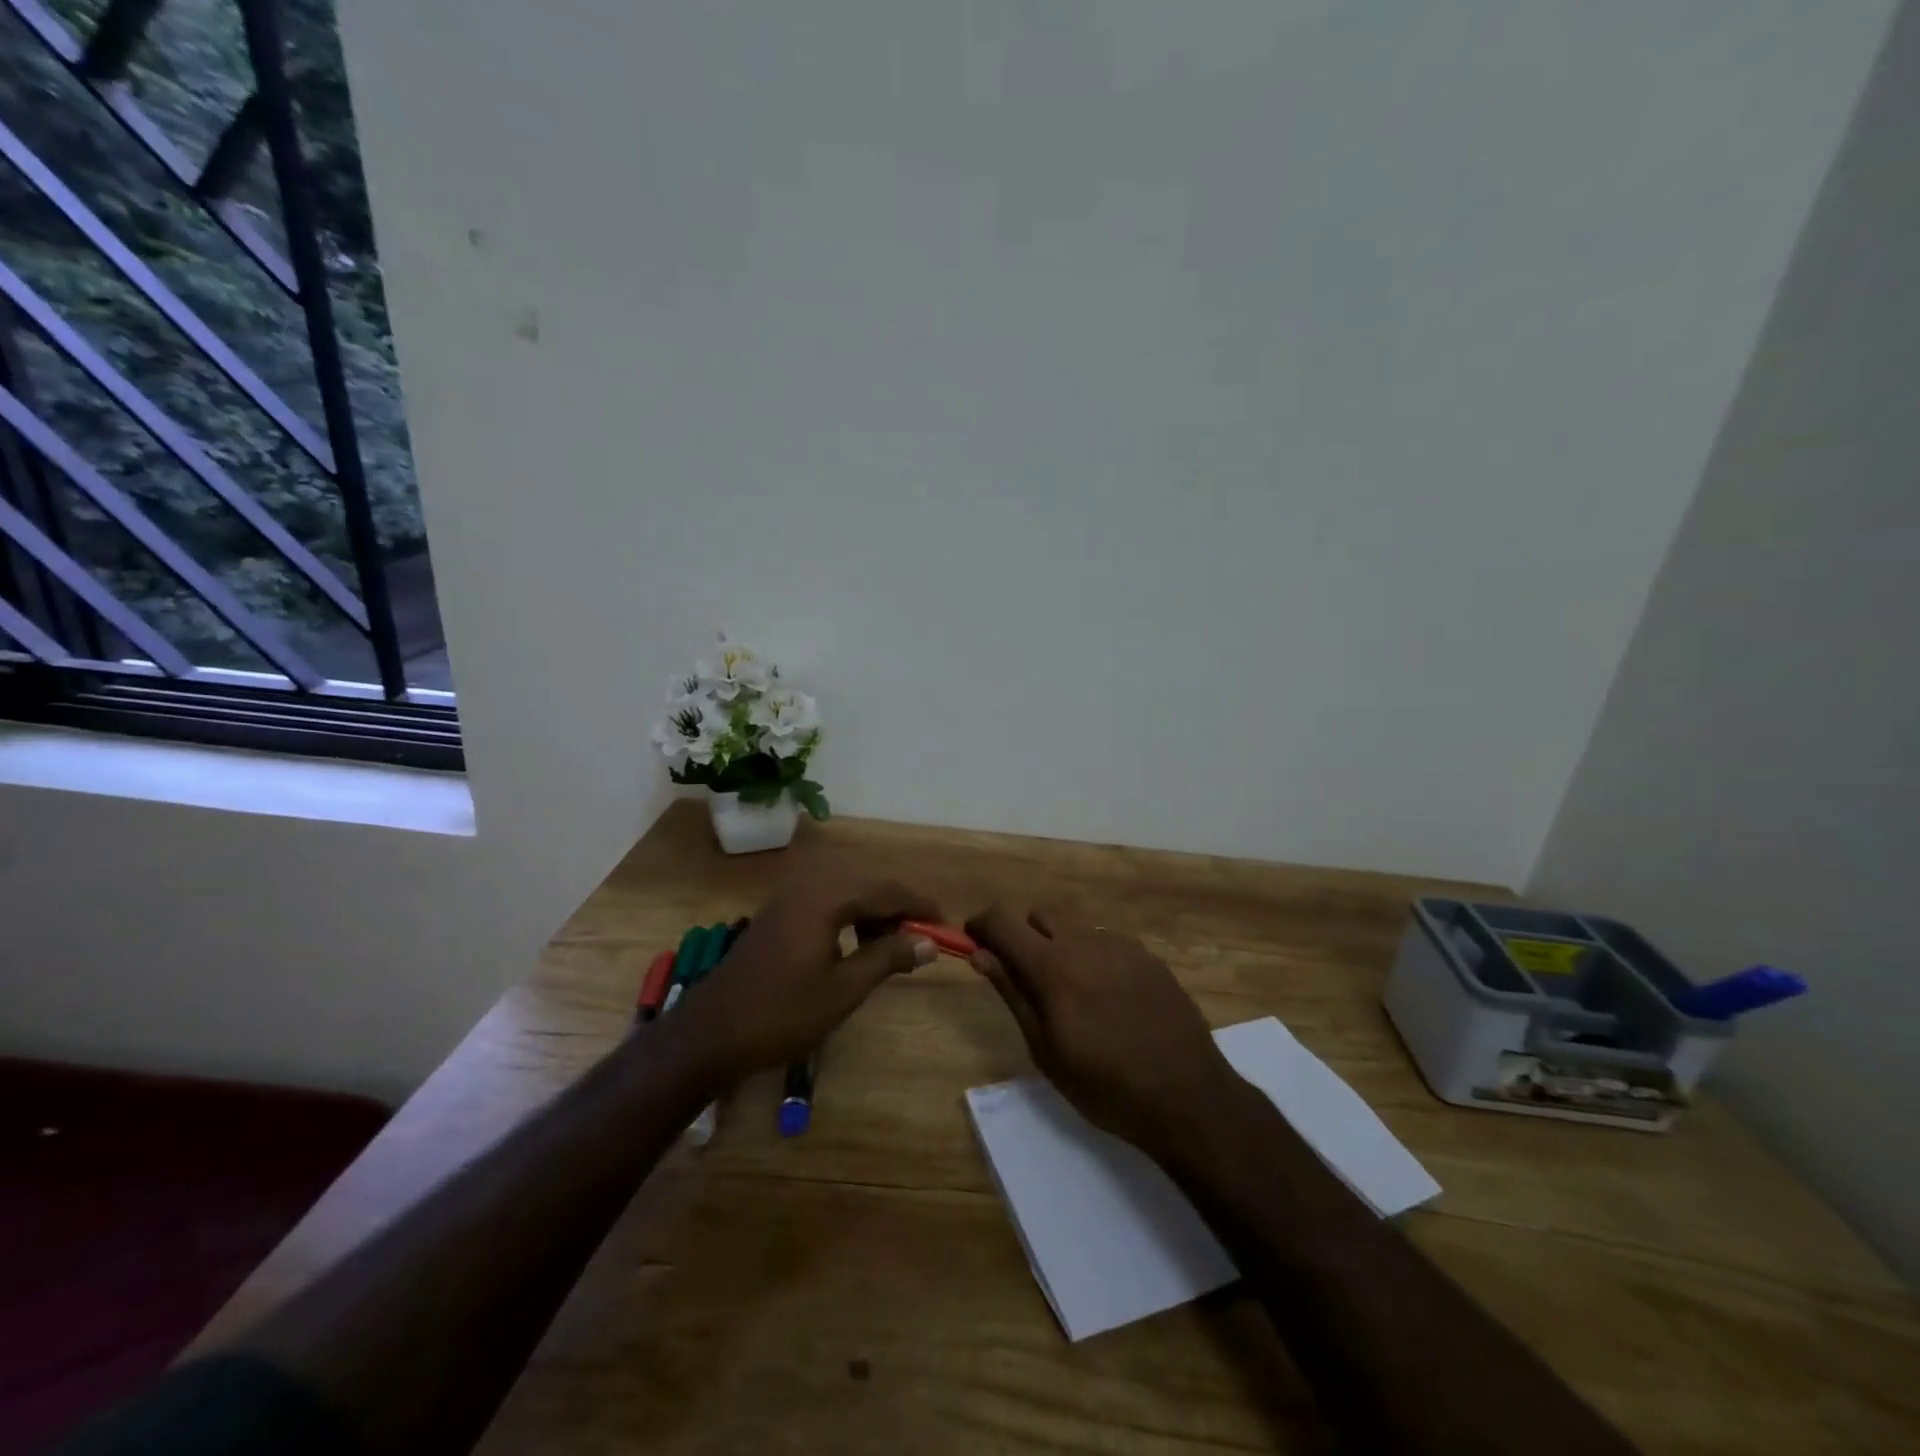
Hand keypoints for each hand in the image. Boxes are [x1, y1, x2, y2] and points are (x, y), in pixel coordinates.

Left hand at [671, 876, 939, 1086]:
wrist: (711, 1033)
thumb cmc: (783, 1014)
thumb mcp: (844, 990)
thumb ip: (888, 957)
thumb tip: (929, 942)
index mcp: (826, 897)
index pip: (886, 889)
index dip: (919, 905)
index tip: (945, 924)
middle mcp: (807, 885)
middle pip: (866, 881)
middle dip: (897, 906)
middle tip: (919, 937)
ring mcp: (788, 897)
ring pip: (845, 888)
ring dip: (873, 909)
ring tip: (890, 944)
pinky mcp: (777, 912)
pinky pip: (825, 899)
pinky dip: (848, 913)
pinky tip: (854, 943)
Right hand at [966, 904, 1243, 1159]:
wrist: (1187, 1096)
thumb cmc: (1104, 1084)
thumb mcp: (1045, 1048)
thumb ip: (1012, 993)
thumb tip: (980, 954)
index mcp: (1052, 966)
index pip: (1002, 920)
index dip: (982, 924)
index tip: (975, 942)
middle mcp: (1085, 942)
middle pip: (1040, 915)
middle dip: (1023, 935)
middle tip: (1027, 977)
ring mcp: (1122, 946)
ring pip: (1075, 928)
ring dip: (1060, 946)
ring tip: (1072, 994)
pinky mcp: (1149, 957)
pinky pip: (1107, 943)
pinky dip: (1094, 957)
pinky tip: (1109, 998)